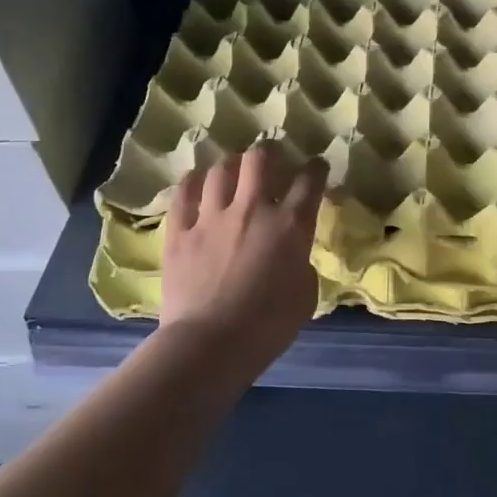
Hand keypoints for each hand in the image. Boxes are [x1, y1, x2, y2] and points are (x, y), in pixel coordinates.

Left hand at [162, 141, 325, 367]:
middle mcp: (252, 209)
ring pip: (220, 170)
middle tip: (270, 159)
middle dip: (268, 153)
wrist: (211, 344)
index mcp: (290, 225)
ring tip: (231, 170)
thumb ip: (301, 264)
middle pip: (260, 159)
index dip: (316, 168)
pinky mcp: (180, 232)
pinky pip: (183, 194)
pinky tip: (196, 182)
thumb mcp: (305, 294)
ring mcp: (212, 217)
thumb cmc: (269, 326)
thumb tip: (291, 256)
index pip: (309, 181)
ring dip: (229, 166)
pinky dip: (192, 183)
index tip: (316, 166)